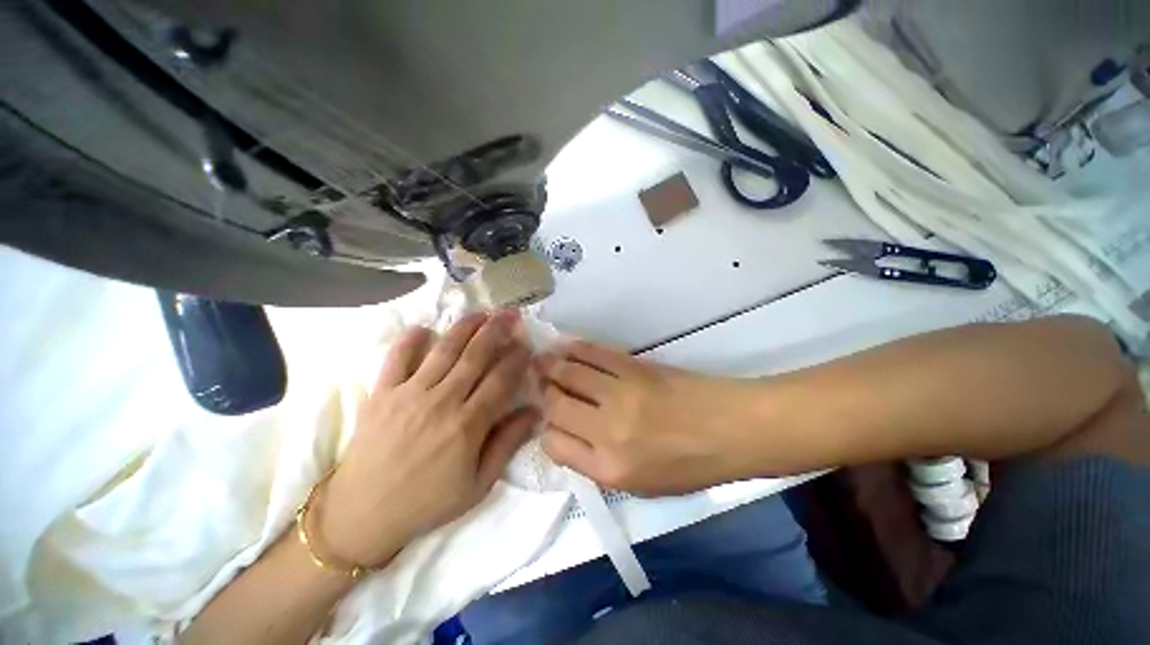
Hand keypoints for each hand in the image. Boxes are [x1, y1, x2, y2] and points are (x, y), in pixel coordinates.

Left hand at [316, 311, 535, 567]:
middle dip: (497, 330)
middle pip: (476, 356)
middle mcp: (441, 401)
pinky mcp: (381, 393)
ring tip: (482, 312)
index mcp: (468, 425)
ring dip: (466, 327)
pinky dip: (409, 340)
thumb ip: (508, 443)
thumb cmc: (427, 502)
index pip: (501, 379)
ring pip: (444, 350)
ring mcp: (408, 394)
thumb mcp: (478, 484)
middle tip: (511, 314)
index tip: (527, 344)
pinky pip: (396, 358)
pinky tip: (423, 328)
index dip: (517, 358)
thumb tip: (535, 411)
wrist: (362, 515)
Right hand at [538, 341, 764, 495]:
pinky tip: (567, 347)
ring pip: (569, 374)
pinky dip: (576, 349)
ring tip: (542, 360)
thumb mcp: (642, 486)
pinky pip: (595, 354)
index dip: (547, 430)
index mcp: (610, 469)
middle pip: (556, 405)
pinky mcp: (634, 367)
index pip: (555, 445)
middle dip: (543, 393)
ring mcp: (620, 394)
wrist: (731, 428)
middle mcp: (608, 431)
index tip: (549, 420)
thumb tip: (569, 436)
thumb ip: (599, 464)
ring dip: (551, 365)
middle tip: (539, 383)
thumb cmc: (690, 465)